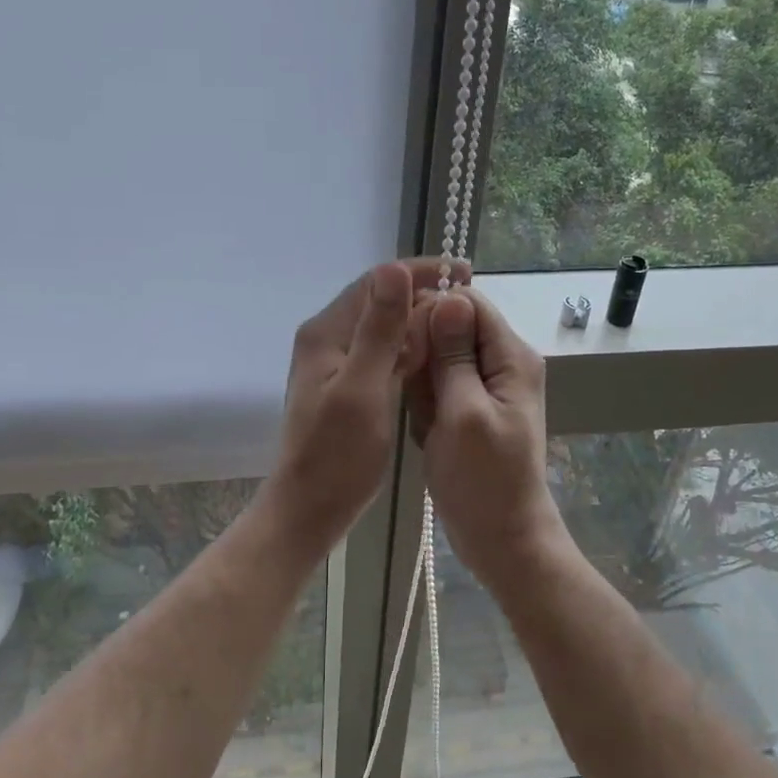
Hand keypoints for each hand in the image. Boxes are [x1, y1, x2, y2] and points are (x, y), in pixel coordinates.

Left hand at [263, 257, 467, 551]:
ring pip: (382, 328)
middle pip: (379, 302)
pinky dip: (407, 349)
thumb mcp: (363, 388)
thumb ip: (379, 330)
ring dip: (417, 322)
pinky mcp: (346, 385)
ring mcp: (335, 364)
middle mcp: (327, 339)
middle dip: (422, 296)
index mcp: (326, 333)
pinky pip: (381, 353)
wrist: (309, 508)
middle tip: (468, 304)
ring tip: (458, 325)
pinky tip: (433, 356)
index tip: (462, 272)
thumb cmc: (337, 454)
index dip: (418, 272)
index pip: (375, 282)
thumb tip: (394, 269)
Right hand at [404, 288, 564, 582]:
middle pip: (452, 328)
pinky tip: (425, 430)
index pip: (468, 303)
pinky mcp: (469, 409)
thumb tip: (449, 297)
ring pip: (440, 359)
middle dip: (425, 354)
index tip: (404, 339)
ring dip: (423, 384)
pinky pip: (439, 388)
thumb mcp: (464, 412)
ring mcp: (485, 387)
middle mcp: (502, 363)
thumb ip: (455, 355)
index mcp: (511, 356)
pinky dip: (426, 404)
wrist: (501, 538)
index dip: (432, 311)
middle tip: (416, 392)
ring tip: (423, 417)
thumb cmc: (483, 479)